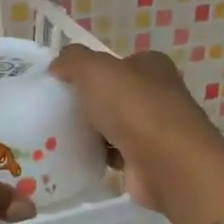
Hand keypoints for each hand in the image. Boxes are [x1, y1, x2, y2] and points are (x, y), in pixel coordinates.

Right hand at [49, 45, 223, 212]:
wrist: (166, 163)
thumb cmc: (133, 107)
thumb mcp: (94, 70)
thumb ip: (73, 61)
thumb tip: (57, 66)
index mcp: (152, 66)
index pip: (120, 63)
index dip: (93, 71)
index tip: (66, 84)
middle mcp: (160, 94)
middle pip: (116, 96)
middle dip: (91, 104)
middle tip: (58, 111)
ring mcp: (158, 130)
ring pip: (116, 126)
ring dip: (94, 132)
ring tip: (62, 136)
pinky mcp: (150, 161)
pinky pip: (117, 154)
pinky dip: (101, 156)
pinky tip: (80, 158)